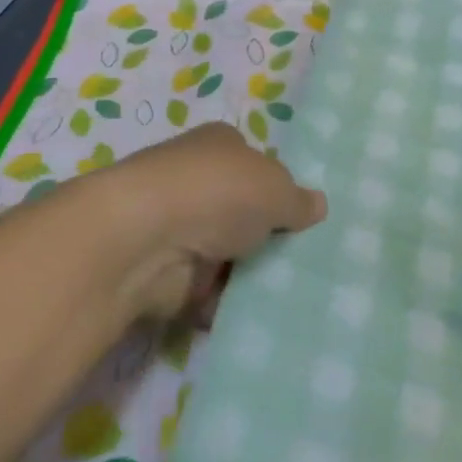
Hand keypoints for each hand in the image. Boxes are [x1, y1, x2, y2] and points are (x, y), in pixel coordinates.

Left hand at [82, 123, 327, 319]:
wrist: (143, 241)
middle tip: (306, 261)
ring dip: (248, 272)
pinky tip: (259, 316)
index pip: (255, 161)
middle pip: (242, 209)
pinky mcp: (167, 272)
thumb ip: (298, 200)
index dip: (279, 186)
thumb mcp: (276, 189)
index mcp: (220, 144)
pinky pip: (208, 290)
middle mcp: (196, 180)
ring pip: (226, 252)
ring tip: (293, 293)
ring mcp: (179, 227)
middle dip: (267, 234)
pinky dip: (226, 303)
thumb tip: (317, 204)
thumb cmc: (217, 193)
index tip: (303, 217)